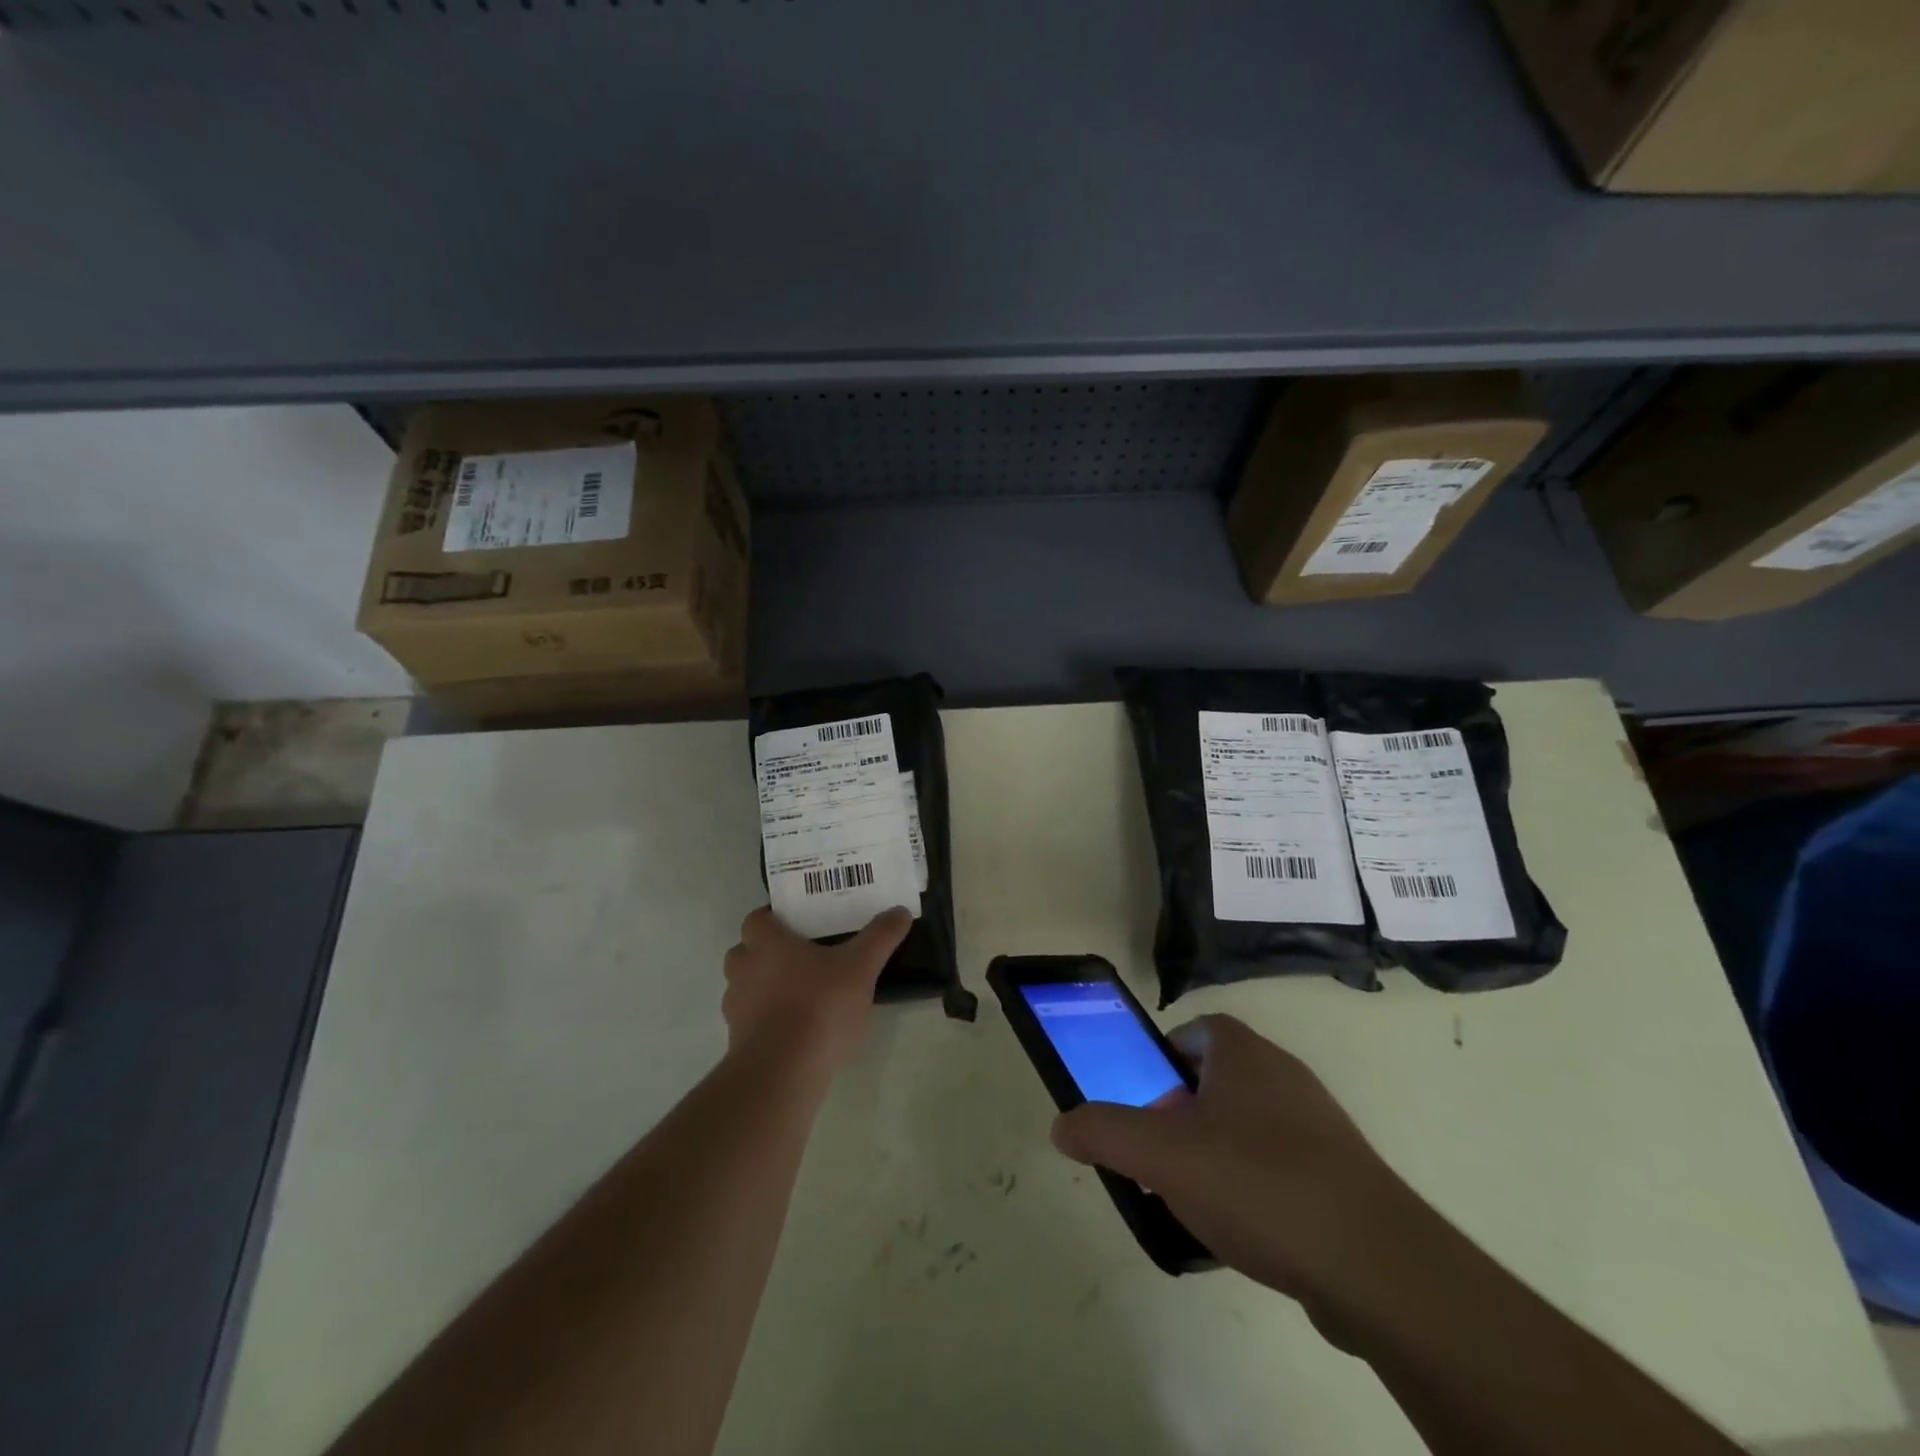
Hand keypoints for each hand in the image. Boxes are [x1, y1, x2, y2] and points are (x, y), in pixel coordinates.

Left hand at [721, 906, 912, 1075]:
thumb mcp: (861, 968)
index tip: (796, 923)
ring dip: (763, 988)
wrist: (782, 1073)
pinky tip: (796, 1031)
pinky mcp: (738, 1043)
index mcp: (768, 945)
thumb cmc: (819, 1007)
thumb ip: (880, 937)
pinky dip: (766, 1022)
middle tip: (799, 957)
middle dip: (764, 952)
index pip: (756, 919)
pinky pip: (750, 1022)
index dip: (773, 918)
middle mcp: (744, 971)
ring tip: (799, 996)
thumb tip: (900, 911)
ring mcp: (737, 1009)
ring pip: (744, 988)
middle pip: (744, 952)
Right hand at [1051, 1015, 1428, 1331]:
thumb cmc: (1257, 1183)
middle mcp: (1284, 1075)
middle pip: (1216, 1082)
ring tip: (1193, 1203)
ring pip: (1248, 1128)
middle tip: (1159, 1158)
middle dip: (1181, 1116)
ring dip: (1215, 1156)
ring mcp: (1319, 1125)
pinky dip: (1254, 1190)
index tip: (1144, 1103)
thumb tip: (1061, 1125)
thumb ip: (1104, 1132)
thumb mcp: (1161, 1155)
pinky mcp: (1343, 1176)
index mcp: (1243, 1053)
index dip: (1162, 1060)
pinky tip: (1242, 1235)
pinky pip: (1281, 1169)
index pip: (1195, 1031)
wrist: (1376, 1266)